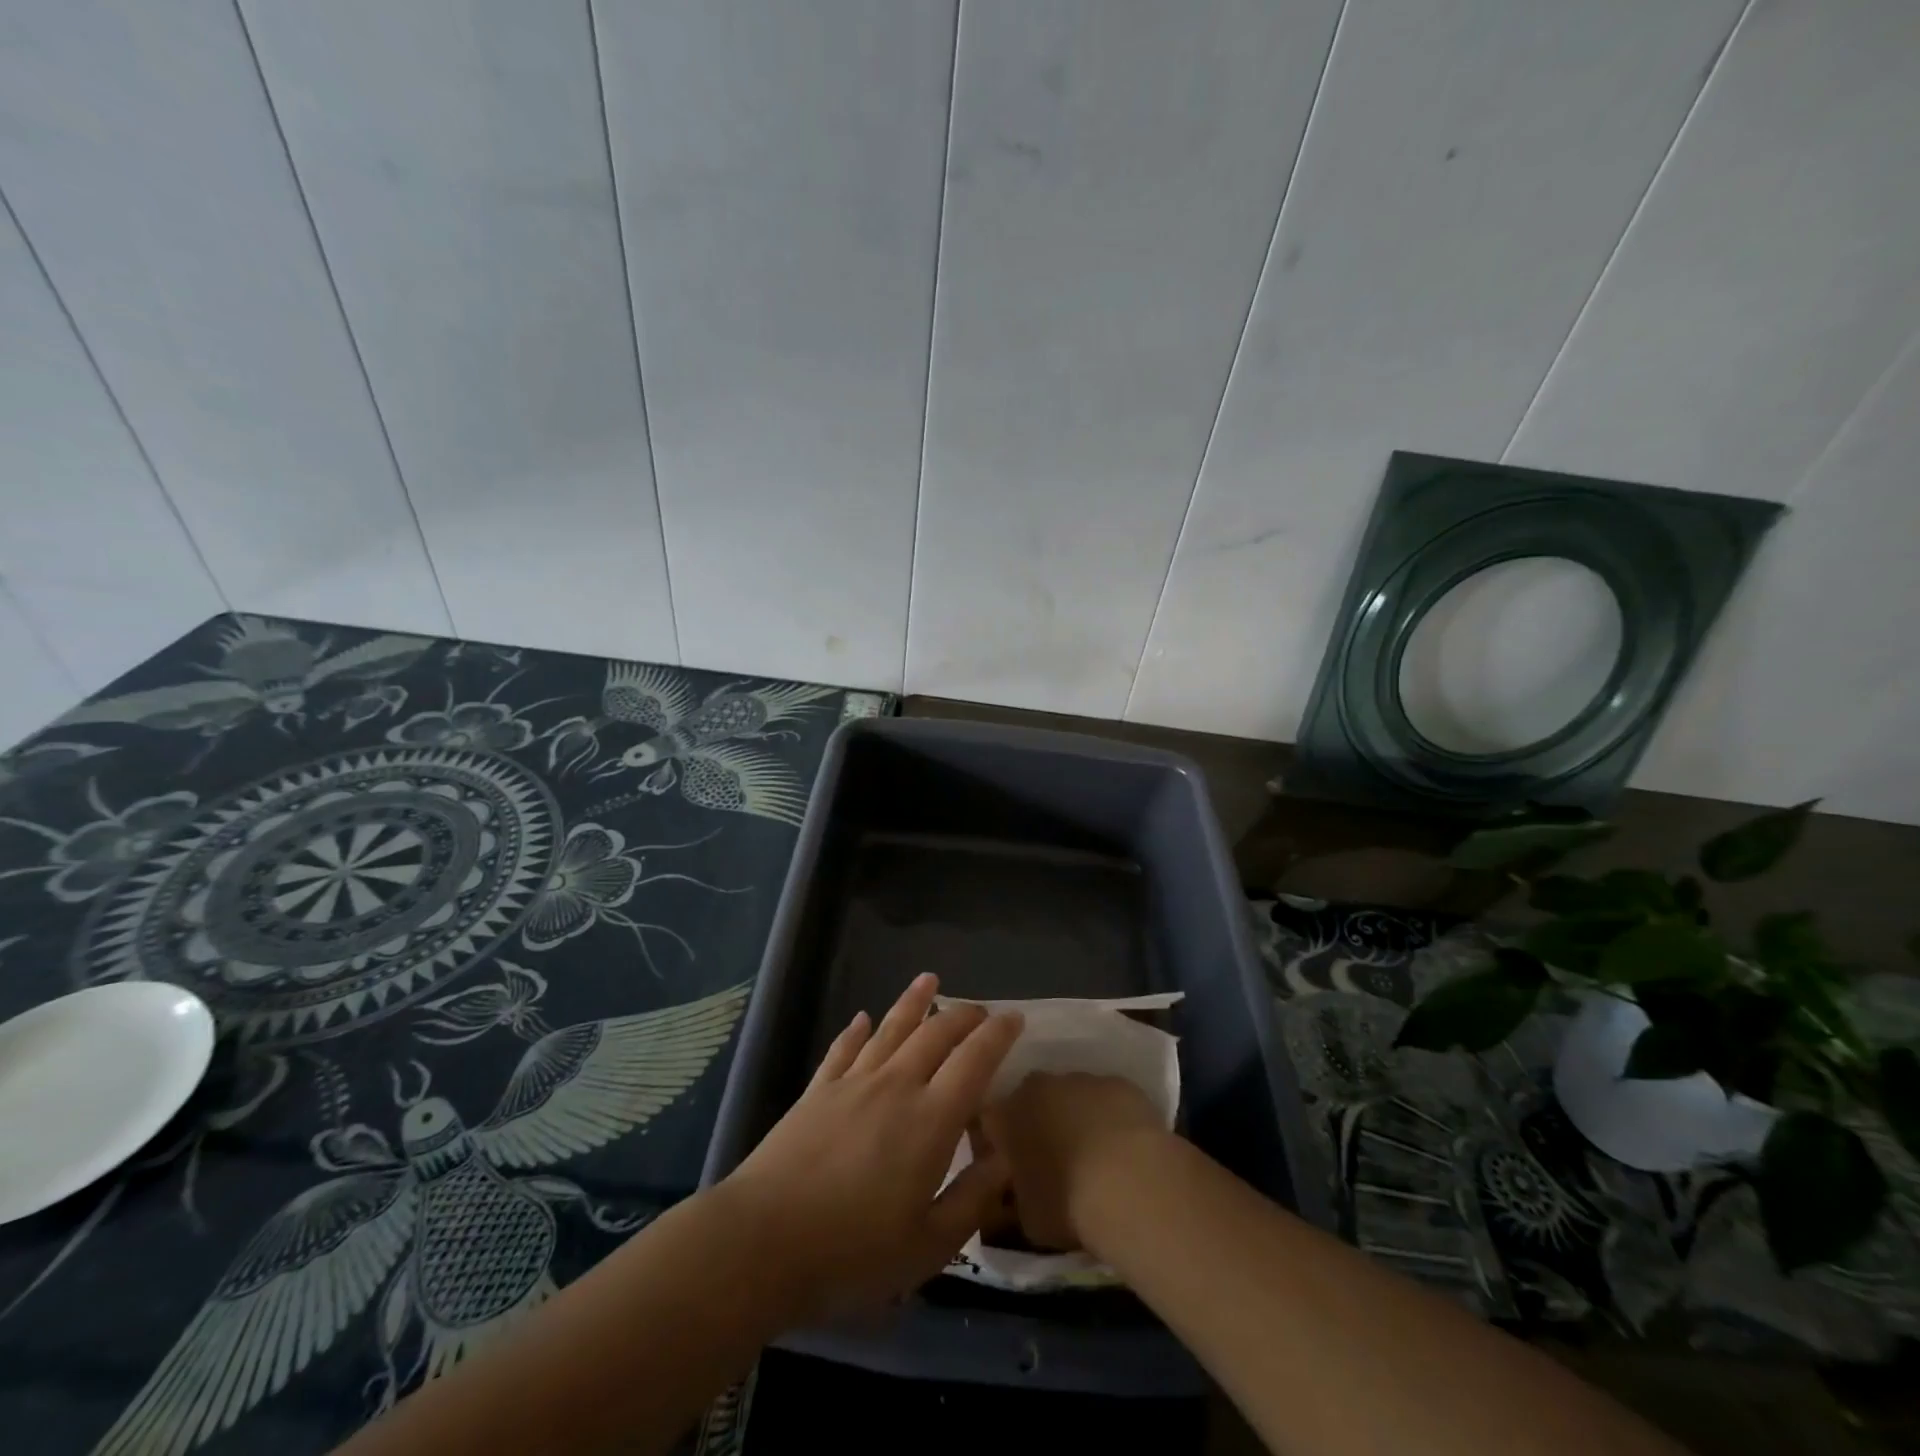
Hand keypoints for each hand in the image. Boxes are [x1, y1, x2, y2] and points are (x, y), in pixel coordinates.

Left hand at [722, 973, 1022, 1321]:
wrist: (762, 1242)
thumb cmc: (852, 1253)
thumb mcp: (927, 1247)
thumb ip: (971, 1200)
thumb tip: (1003, 1159)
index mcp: (930, 1120)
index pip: (974, 1061)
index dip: (997, 1035)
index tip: (1014, 1018)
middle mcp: (896, 1086)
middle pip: (935, 1034)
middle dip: (963, 1016)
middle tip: (980, 1009)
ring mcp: (852, 1083)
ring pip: (890, 1029)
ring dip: (913, 1002)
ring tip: (929, 979)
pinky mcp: (817, 1091)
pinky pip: (843, 1049)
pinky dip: (856, 1030)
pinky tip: (862, 1018)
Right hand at [983, 1073, 1164, 1252]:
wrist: (1130, 1185)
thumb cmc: (1067, 1206)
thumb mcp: (1026, 1218)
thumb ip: (1016, 1195)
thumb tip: (1019, 1192)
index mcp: (1005, 1115)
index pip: (989, 1119)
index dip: (999, 1139)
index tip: (1010, 1162)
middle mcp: (1038, 1086)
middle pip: (1031, 1099)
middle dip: (1038, 1121)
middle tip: (1053, 1157)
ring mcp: (1080, 1078)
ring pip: (1071, 1094)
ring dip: (1076, 1115)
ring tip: (1095, 1154)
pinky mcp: (1119, 1082)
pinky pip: (1108, 1097)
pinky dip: (1111, 1116)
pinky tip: (1125, 1147)